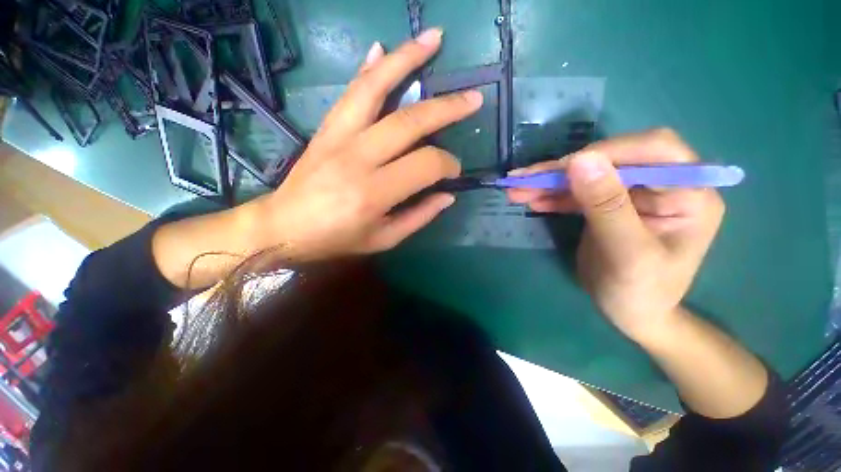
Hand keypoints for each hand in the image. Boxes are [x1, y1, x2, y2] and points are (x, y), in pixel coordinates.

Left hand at [243, 30, 482, 260]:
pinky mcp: (326, 128)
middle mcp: (358, 157)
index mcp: (374, 192)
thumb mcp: (383, 239)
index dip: (447, 165)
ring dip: (407, 59)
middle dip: (447, 108)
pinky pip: (350, 92)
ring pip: (376, 88)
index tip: (454, 171)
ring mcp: (339, 136)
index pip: (425, 164)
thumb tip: (447, 196)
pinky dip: (369, 68)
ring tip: (434, 39)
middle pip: (410, 121)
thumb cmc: (336, 239)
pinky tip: (383, 49)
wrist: (284, 227)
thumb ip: (418, 217)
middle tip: (473, 99)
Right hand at [507, 129, 724, 342]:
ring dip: (549, 182)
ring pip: (586, 175)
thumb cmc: (640, 292)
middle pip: (610, 160)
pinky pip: (576, 193)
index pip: (653, 150)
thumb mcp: (627, 253)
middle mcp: (662, 184)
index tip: (561, 169)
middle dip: (563, 169)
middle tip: (523, 179)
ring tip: (516, 190)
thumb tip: (581, 159)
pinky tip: (531, 200)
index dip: (607, 152)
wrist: (631, 314)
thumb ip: (607, 206)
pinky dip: (551, 195)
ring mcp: (631, 194)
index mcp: (688, 192)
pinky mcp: (606, 205)